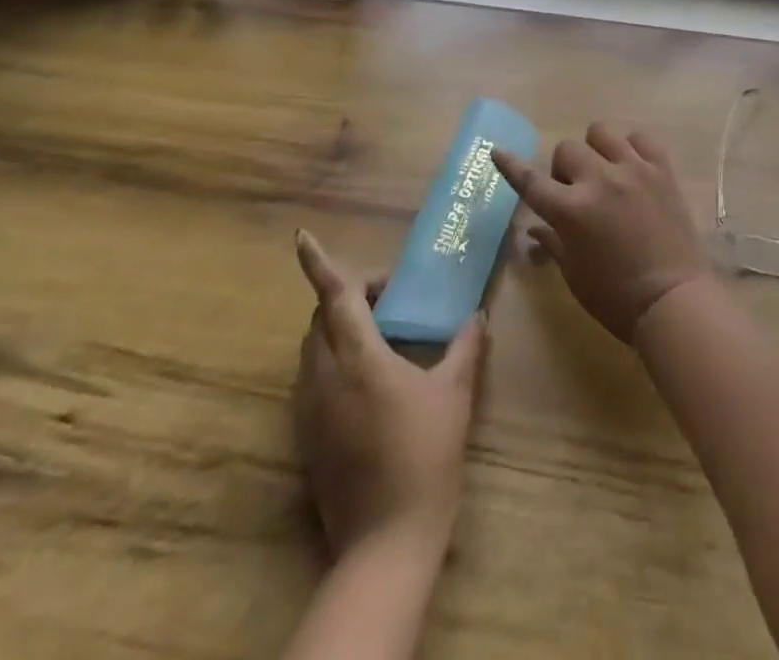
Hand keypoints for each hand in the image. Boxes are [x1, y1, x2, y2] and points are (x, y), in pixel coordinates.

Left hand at [292, 232, 485, 557]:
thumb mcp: (455, 394)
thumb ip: (465, 348)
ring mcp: (310, 409)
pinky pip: (311, 379)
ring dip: (338, 329)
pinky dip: (333, 361)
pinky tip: (368, 380)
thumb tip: (477, 315)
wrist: (386, 539)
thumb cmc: (425, 454)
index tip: (301, 237)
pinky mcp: (306, 437)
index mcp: (359, 357)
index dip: (318, 263)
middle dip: (347, 297)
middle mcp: (324, 376)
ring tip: (381, 336)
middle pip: (321, 318)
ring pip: (313, 348)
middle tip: (389, 299)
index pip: (335, 297)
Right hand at [494, 123, 708, 342]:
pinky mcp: (662, 169)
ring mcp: (633, 170)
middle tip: (575, 190)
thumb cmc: (616, 298)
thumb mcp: (575, 275)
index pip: (530, 181)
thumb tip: (535, 228)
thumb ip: (554, 243)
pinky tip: (633, 165)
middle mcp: (599, 180)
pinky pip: (641, 138)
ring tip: (605, 169)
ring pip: (602, 132)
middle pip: (567, 149)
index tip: (497, 150)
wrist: (674, 300)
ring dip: (595, 148)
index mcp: (571, 210)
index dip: (511, 165)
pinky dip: (632, 147)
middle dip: (564, 168)